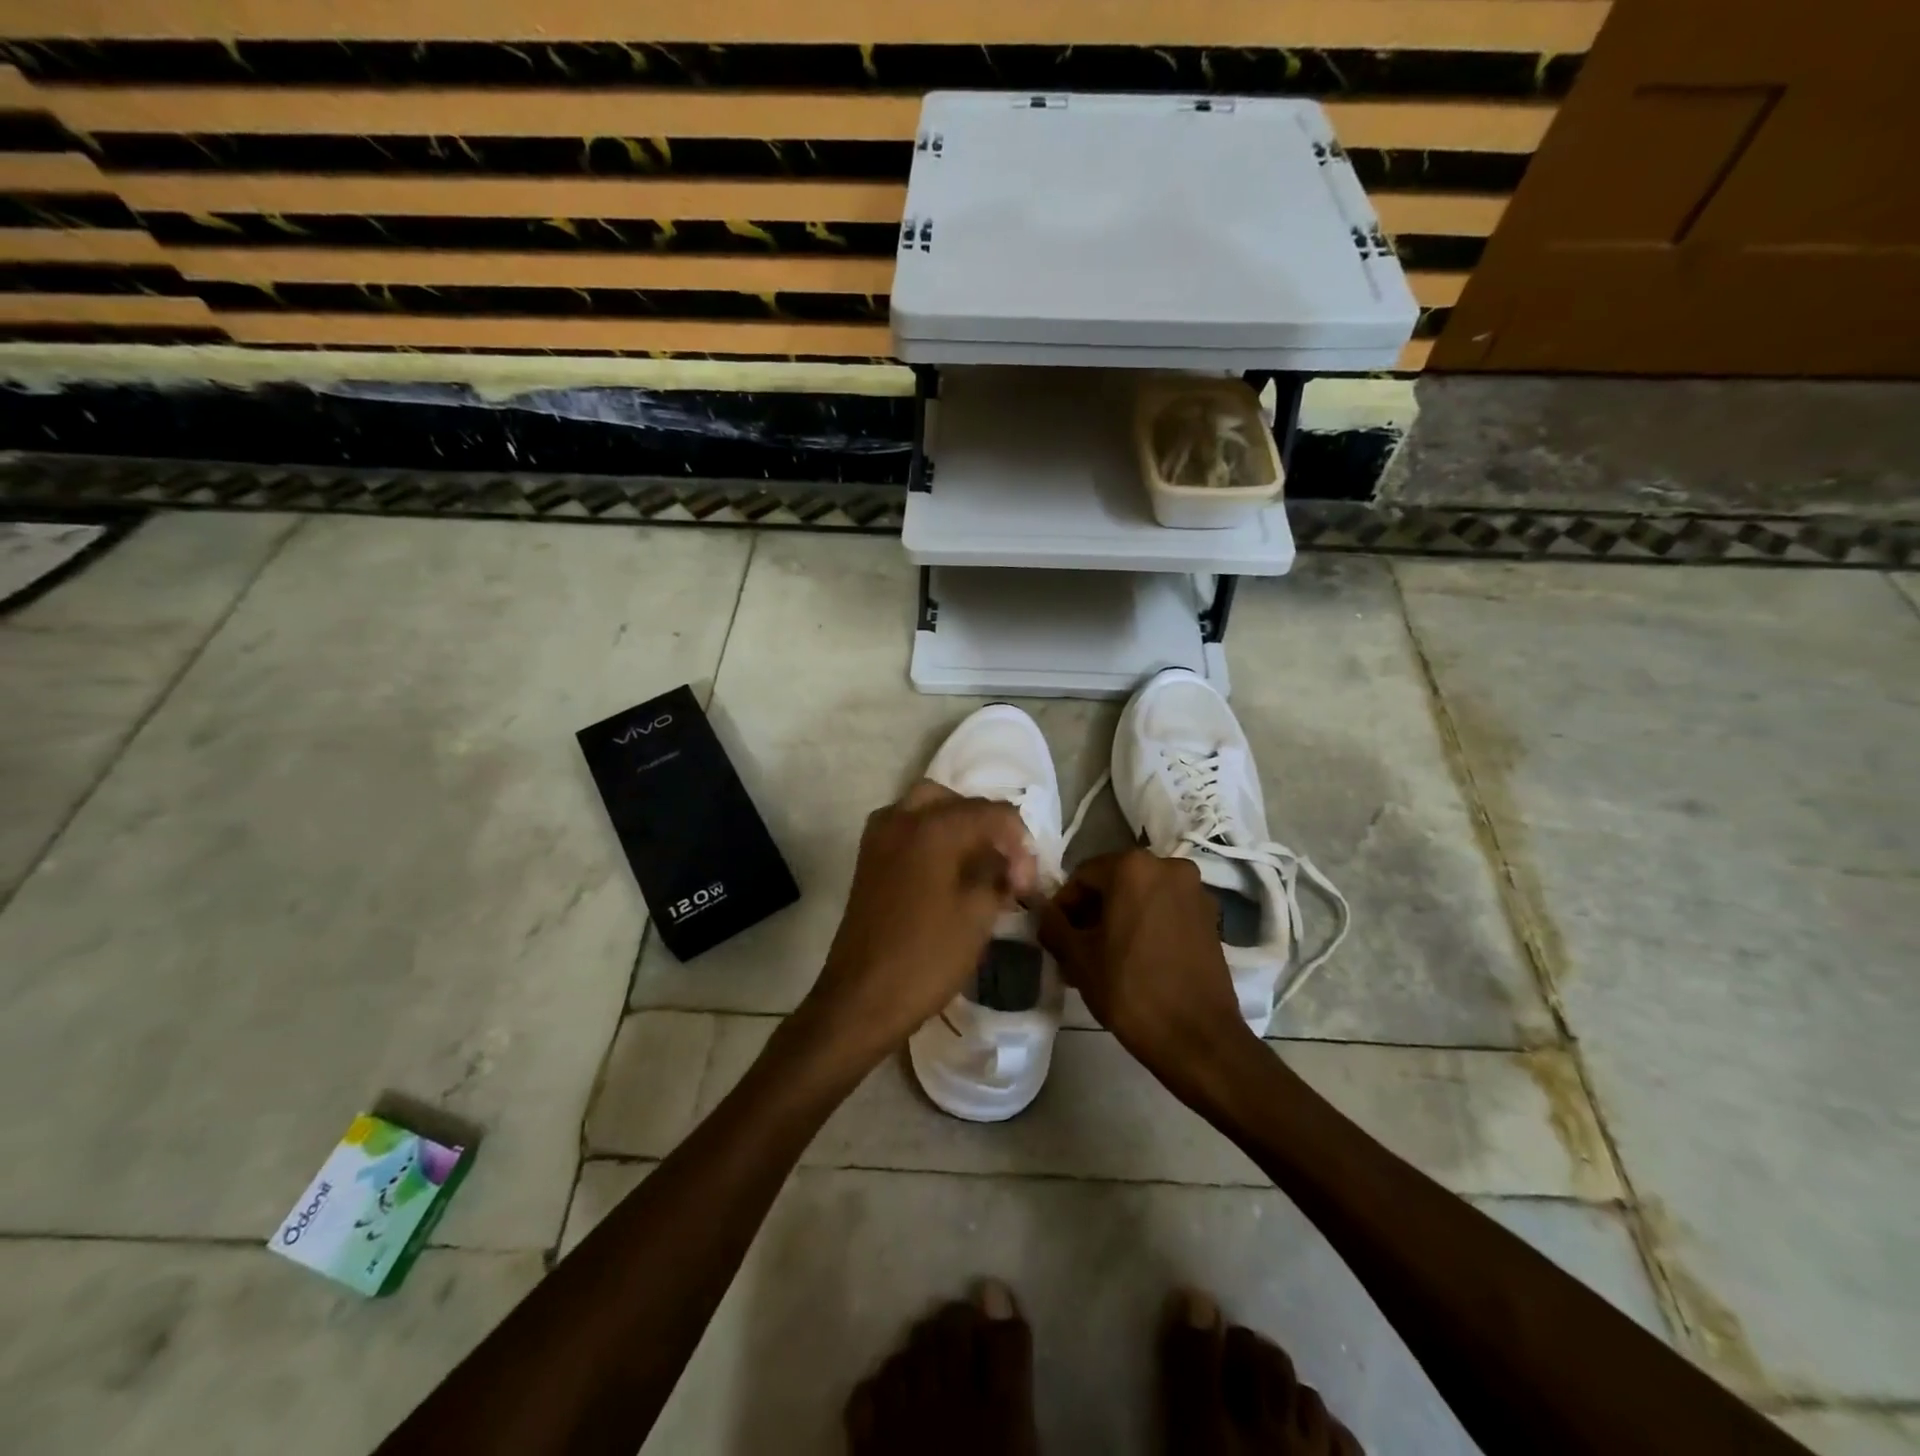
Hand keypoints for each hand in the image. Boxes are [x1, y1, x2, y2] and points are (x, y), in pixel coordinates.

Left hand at [805, 782, 1035, 1067]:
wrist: (862, 998)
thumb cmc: (927, 957)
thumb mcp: (978, 914)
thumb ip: (998, 873)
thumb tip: (1007, 861)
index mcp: (934, 827)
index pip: (993, 812)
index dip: (1019, 843)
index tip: (1025, 883)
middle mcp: (902, 818)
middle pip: (956, 801)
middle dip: (986, 826)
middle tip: (1004, 864)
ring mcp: (879, 837)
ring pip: (927, 808)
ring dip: (957, 827)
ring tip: (978, 866)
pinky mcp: (869, 858)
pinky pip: (907, 828)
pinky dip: (932, 837)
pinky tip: (948, 871)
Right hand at [1037, 851, 1254, 1079]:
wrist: (1198, 1038)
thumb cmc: (1130, 990)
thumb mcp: (1078, 958)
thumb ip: (1053, 924)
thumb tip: (1042, 910)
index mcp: (1133, 867)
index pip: (1082, 876)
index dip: (1063, 905)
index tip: (1055, 936)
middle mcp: (1168, 866)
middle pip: (1114, 882)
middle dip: (1091, 912)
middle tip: (1075, 949)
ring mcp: (1195, 891)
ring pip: (1141, 896)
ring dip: (1118, 919)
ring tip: (1103, 958)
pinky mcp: (1211, 917)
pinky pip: (1165, 910)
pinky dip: (1145, 925)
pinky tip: (1134, 959)